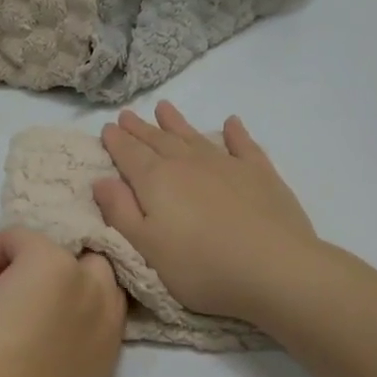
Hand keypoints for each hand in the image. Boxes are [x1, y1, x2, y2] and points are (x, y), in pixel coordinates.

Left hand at [0, 228, 125, 376]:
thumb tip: (8, 345)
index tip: (13, 318)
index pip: (93, 305)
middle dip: (37, 279)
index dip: (53, 302)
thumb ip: (39, 364)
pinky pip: (17, 237)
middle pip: (82, 268)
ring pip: (46, 252)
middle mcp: (103, 314)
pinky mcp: (49, 261)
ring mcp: (81, 284)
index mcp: (103, 354)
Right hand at [94, 102, 316, 321]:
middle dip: (141, 129)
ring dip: (177, 123)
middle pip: (159, 141)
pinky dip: (235, 133)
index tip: (107, 128)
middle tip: (127, 115)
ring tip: (164, 108)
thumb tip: (101, 180)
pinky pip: (243, 145)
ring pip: (194, 137)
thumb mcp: (147, 247)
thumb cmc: (200, 267)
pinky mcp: (260, 174)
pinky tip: (231, 123)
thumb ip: (121, 212)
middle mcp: (188, 164)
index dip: (116, 141)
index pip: (129, 155)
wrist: (274, 269)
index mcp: (156, 181)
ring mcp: (227, 165)